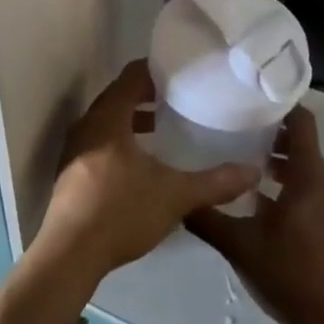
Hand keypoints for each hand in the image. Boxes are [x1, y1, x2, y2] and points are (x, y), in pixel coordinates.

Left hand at [36, 60, 259, 284]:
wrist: (70, 254)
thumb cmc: (121, 211)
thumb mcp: (175, 195)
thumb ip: (215, 182)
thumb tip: (253, 171)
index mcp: (108, 118)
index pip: (131, 77)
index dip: (155, 69)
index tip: (180, 71)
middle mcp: (87, 126)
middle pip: (118, 97)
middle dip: (146, 94)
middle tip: (178, 96)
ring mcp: (74, 151)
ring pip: (107, 122)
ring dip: (132, 120)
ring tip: (161, 126)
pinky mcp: (71, 174)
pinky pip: (99, 143)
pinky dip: (120, 141)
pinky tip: (141, 162)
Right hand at [187, 108, 323, 323]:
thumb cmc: (288, 276)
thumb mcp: (238, 244)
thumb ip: (206, 217)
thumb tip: (176, 196)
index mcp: (309, 178)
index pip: (302, 122)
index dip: (280, 106)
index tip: (250, 98)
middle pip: (302, 143)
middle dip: (270, 133)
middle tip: (234, 127)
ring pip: (304, 168)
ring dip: (277, 160)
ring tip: (240, 160)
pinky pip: (308, 189)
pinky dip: (286, 183)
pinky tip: (256, 200)